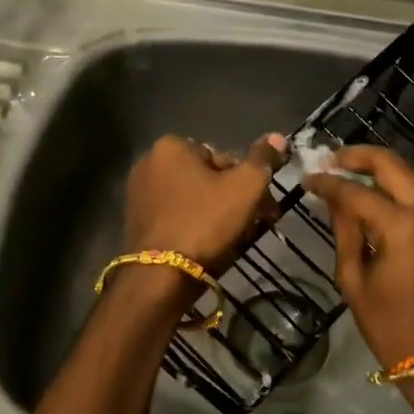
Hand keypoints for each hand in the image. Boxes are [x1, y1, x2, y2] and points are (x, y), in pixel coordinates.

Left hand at [122, 133, 287, 270]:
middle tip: (256, 223)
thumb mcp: (245, 187)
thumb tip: (278, 137)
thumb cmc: (205, 222)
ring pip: (193, 199)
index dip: (250, 182)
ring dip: (217, 214)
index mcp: (171, 146)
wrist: (161, 276)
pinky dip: (195, 226)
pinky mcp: (136, 222)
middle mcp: (149, 163)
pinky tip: (209, 247)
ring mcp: (139, 194)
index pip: (224, 158)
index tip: (264, 206)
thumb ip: (263, 159)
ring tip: (235, 238)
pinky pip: (176, 217)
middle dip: (234, 199)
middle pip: (208, 178)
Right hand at [303, 144, 413, 369]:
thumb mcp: (355, 280)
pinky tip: (369, 194)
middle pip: (391, 165)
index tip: (307, 178)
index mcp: (403, 226)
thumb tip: (333, 198)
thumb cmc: (391, 326)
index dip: (329, 182)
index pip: (357, 191)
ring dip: (377, 169)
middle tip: (330, 158)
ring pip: (407, 176)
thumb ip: (345, 231)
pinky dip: (392, 187)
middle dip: (359, 156)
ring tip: (345, 172)